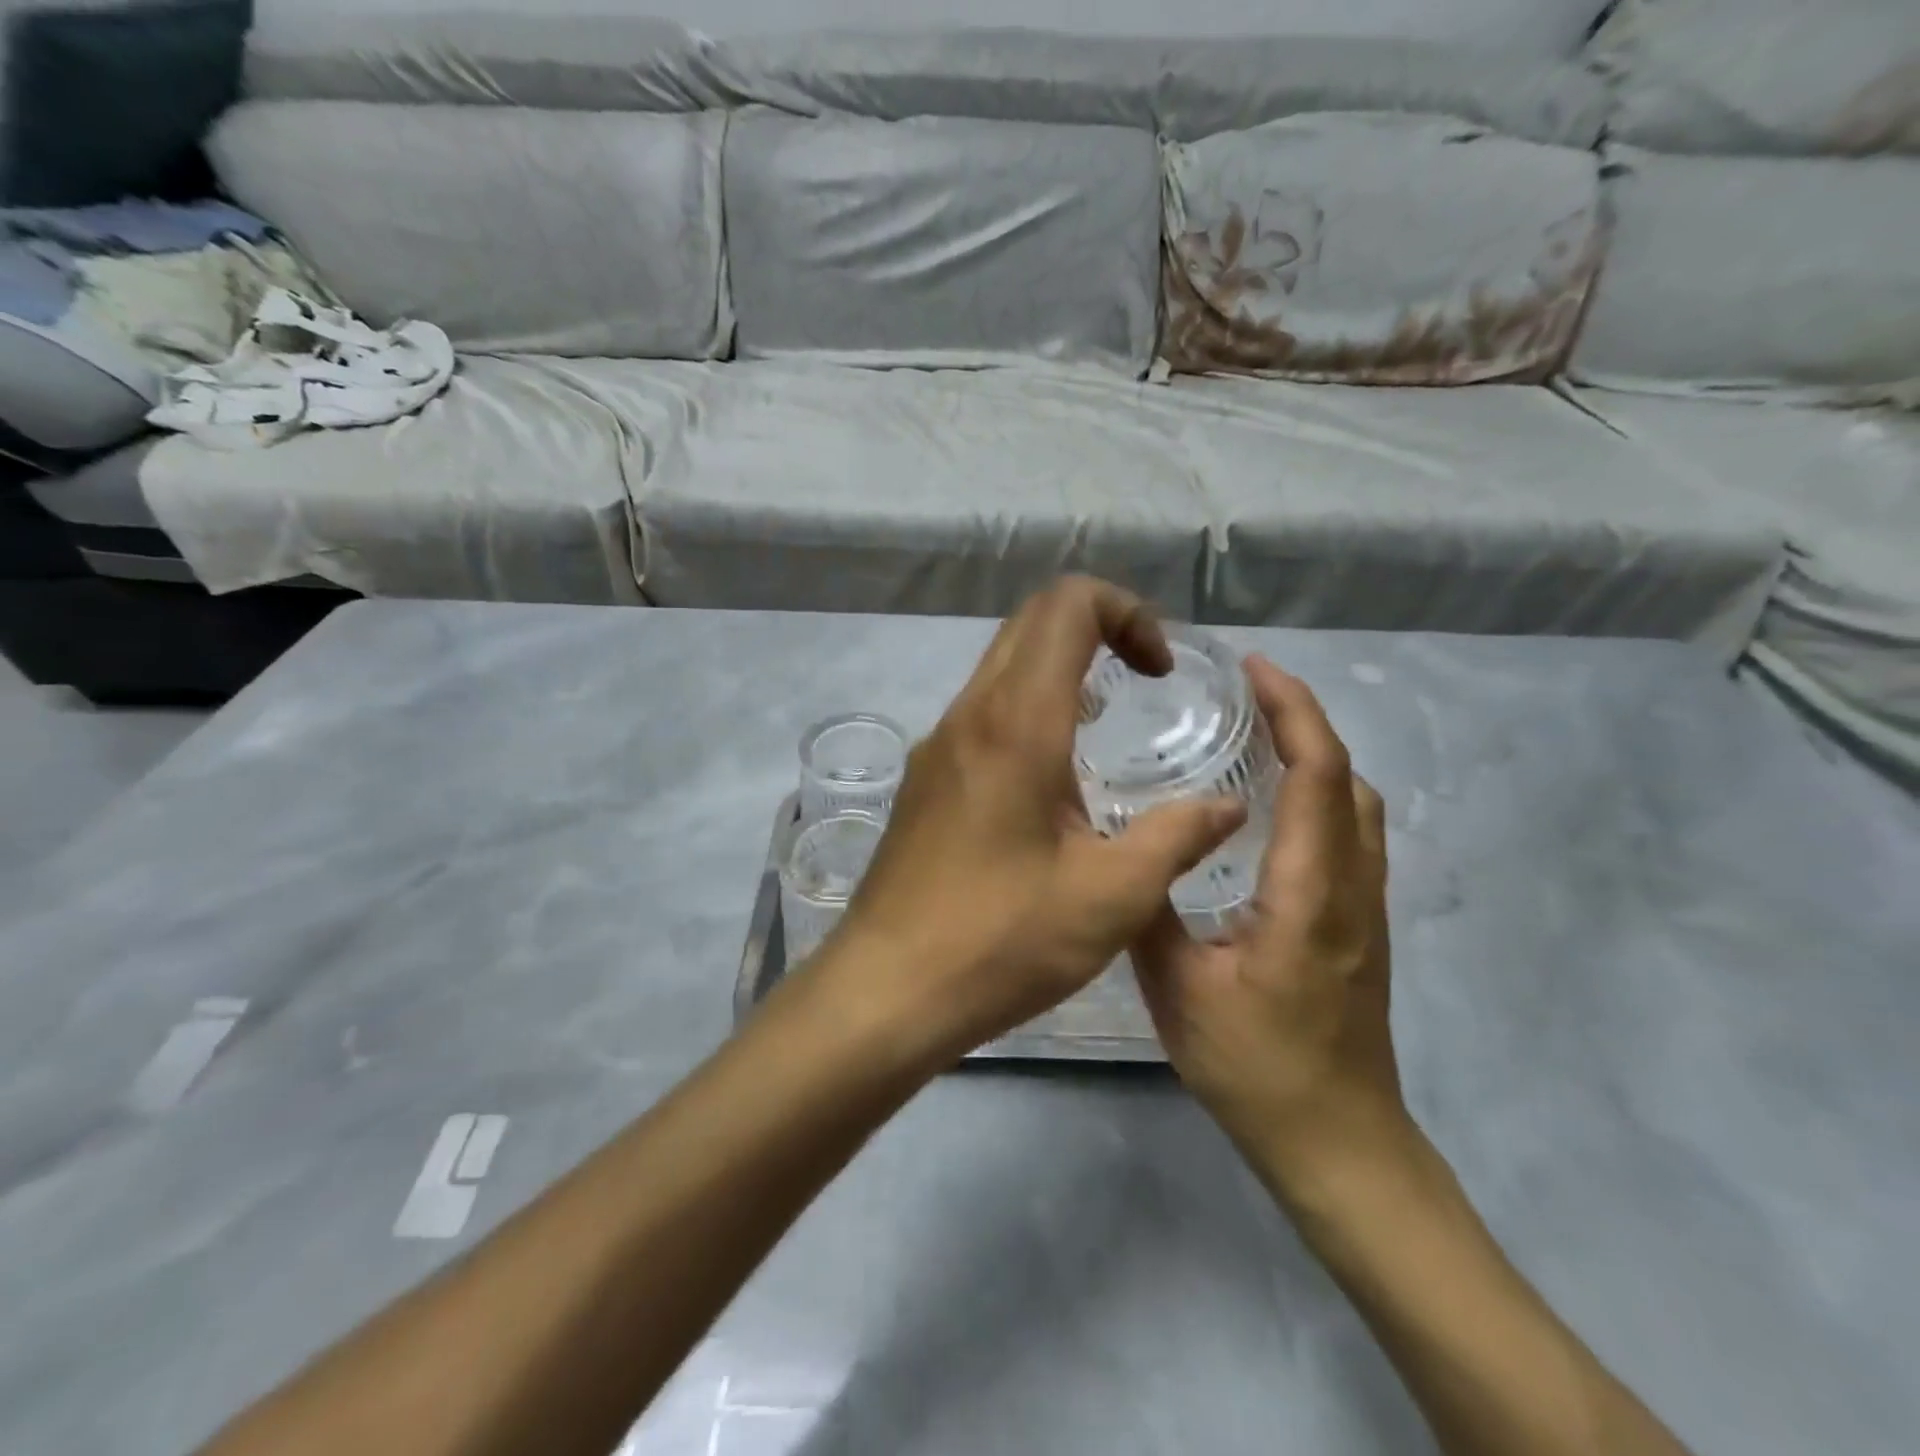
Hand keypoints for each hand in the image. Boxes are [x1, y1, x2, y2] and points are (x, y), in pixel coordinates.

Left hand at [815, 578, 1245, 1065]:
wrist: (887, 990)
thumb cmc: (1002, 941)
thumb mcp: (1112, 896)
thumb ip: (1178, 837)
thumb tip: (1228, 806)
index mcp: (1016, 723)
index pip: (1066, 606)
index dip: (1126, 611)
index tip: (1158, 672)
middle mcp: (968, 716)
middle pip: (1030, 623)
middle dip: (1097, 628)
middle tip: (1142, 682)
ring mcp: (936, 746)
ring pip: (1001, 666)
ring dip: (1059, 670)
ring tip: (1104, 726)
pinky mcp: (923, 780)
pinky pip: (981, 712)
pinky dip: (1027, 708)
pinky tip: (1052, 777)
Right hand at [1132, 658, 1409, 1197]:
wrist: (1338, 1143)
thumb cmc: (1257, 1068)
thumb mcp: (1178, 989)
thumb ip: (1152, 912)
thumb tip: (1127, 851)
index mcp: (1310, 893)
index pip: (1317, 776)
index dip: (1294, 711)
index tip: (1255, 669)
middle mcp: (1352, 888)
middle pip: (1346, 777)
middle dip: (1304, 720)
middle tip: (1244, 695)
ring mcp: (1365, 908)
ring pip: (1356, 805)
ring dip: (1315, 756)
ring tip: (1254, 737)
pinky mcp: (1360, 926)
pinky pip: (1350, 834)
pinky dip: (1319, 794)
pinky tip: (1268, 807)